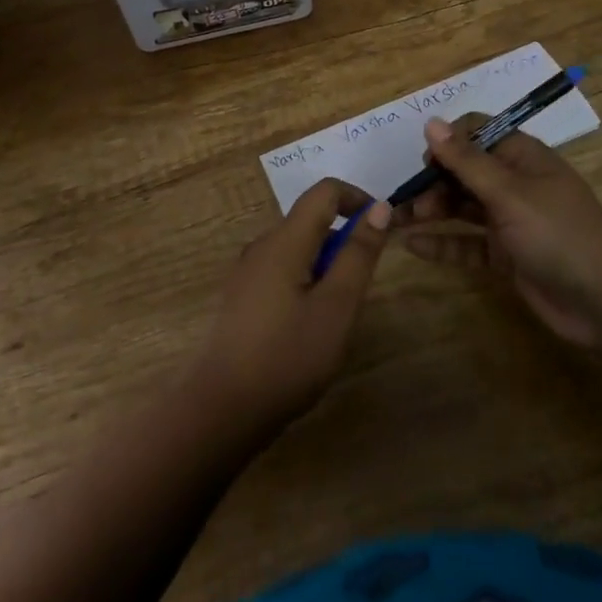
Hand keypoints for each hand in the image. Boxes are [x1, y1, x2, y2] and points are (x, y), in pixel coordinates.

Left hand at [192, 179, 390, 430]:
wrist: (221, 410)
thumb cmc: (287, 357)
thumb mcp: (337, 307)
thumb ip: (358, 254)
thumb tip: (379, 208)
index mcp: (284, 240)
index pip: (324, 191)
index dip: (357, 199)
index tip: (380, 232)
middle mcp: (261, 246)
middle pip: (310, 220)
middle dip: (342, 241)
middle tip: (358, 291)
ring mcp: (247, 272)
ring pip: (297, 248)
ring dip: (325, 265)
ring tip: (334, 316)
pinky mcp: (241, 297)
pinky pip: (282, 271)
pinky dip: (305, 282)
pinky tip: (306, 329)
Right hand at [400, 113, 601, 347]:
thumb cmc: (558, 233)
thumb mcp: (509, 193)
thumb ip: (466, 161)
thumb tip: (431, 123)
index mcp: (521, 157)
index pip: (477, 132)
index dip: (448, 141)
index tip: (426, 161)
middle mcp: (514, 183)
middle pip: (464, 170)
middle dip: (433, 180)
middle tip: (406, 201)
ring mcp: (510, 220)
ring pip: (462, 206)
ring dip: (432, 209)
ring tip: (399, 219)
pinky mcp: (506, 255)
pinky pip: (467, 243)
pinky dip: (442, 243)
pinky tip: (412, 246)